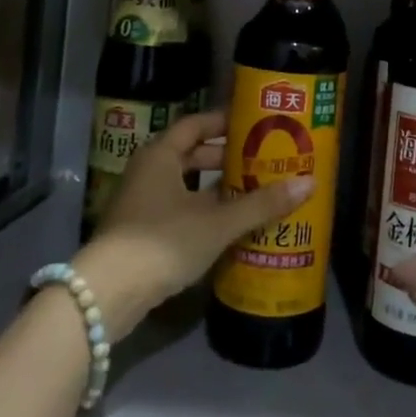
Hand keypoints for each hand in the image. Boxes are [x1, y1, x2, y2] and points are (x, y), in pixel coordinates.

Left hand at [74, 110, 312, 341]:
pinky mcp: (138, 232)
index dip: (224, 122)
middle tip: (261, 160)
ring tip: (252, 192)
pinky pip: (176, 208)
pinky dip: (201, 210)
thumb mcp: (217, 223)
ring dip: (214, 188)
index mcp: (161, 155)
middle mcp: (147, 171)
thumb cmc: (162, 242)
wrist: (107, 294)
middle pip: (191, 154)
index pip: (196, 124)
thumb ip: (261, 204)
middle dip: (225, 158)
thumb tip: (309, 183)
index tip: (255, 124)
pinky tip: (227, 225)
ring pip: (184, 184)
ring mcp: (140, 202)